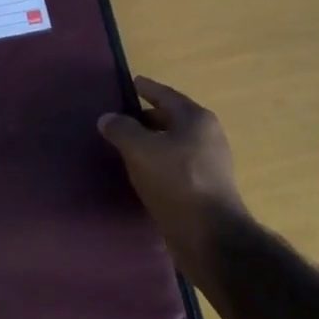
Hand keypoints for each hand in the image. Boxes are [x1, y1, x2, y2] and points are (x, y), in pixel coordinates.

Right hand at [98, 76, 247, 272]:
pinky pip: (174, 166)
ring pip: (171, 144)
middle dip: (144, 118)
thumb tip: (107, 118)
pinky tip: (139, 173)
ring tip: (123, 146)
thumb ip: (121, 130)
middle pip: (169, 119)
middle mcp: (207, 135)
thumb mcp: (141, 150)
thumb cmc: (177, 182)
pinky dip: (156, 163)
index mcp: (196, 118)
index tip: (129, 82)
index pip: (164, 94)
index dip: (145, 88)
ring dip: (150, 143)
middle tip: (117, 119)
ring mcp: (208, 163)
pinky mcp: (204, 188)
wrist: (210, 236)